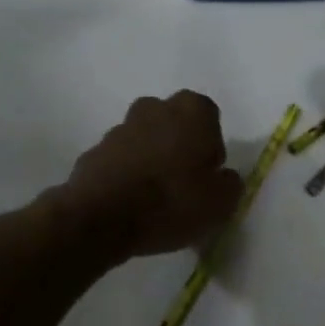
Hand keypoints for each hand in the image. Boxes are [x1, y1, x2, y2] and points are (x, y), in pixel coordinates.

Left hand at [54, 92, 243, 264]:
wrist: (102, 218)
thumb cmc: (172, 202)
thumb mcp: (221, 203)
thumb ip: (230, 184)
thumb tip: (223, 178)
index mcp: (192, 110)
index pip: (210, 117)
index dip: (210, 146)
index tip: (207, 174)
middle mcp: (155, 108)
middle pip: (174, 122)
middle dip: (179, 145)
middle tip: (182, 183)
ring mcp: (120, 127)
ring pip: (145, 138)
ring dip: (150, 158)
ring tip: (154, 197)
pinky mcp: (94, 150)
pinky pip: (120, 159)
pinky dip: (125, 173)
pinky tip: (129, 203)